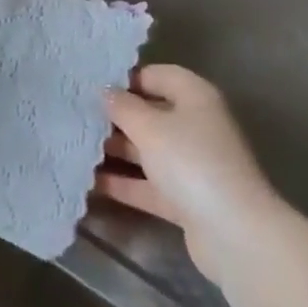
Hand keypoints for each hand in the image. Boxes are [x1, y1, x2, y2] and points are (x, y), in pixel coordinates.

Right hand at [94, 65, 281, 281]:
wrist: (232, 231)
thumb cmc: (191, 162)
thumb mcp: (150, 128)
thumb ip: (124, 107)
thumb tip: (106, 91)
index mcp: (195, 97)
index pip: (158, 75)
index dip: (127, 78)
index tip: (92, 85)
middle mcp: (196, 126)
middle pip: (152, 113)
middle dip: (117, 117)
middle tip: (77, 117)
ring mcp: (192, 164)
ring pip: (148, 150)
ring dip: (117, 150)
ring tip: (75, 146)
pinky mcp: (185, 198)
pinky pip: (148, 184)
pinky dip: (124, 183)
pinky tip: (89, 182)